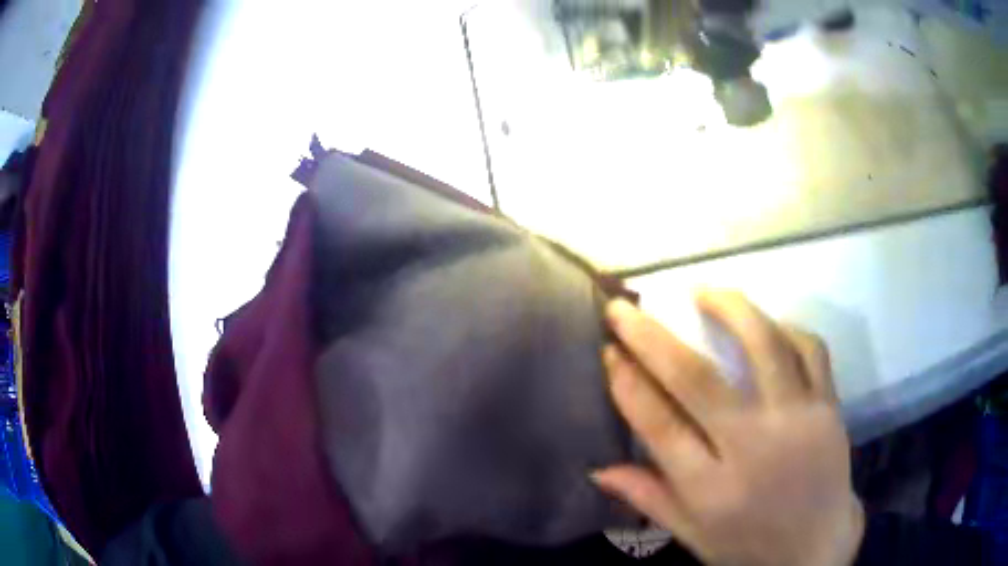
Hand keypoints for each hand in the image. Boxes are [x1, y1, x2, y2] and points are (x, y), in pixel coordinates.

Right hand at [594, 291, 863, 565]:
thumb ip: (649, 499)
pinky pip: (810, 349)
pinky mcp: (828, 406)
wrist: (817, 546)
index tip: (609, 351)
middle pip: (697, 380)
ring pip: (763, 345)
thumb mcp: (692, 536)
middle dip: (652, 338)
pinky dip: (786, 327)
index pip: (659, 427)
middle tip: (623, 309)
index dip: (628, 385)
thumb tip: (597, 468)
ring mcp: (797, 420)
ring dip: (728, 309)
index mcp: (712, 490)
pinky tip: (766, 322)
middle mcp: (754, 448)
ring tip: (701, 290)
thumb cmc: (749, 545)